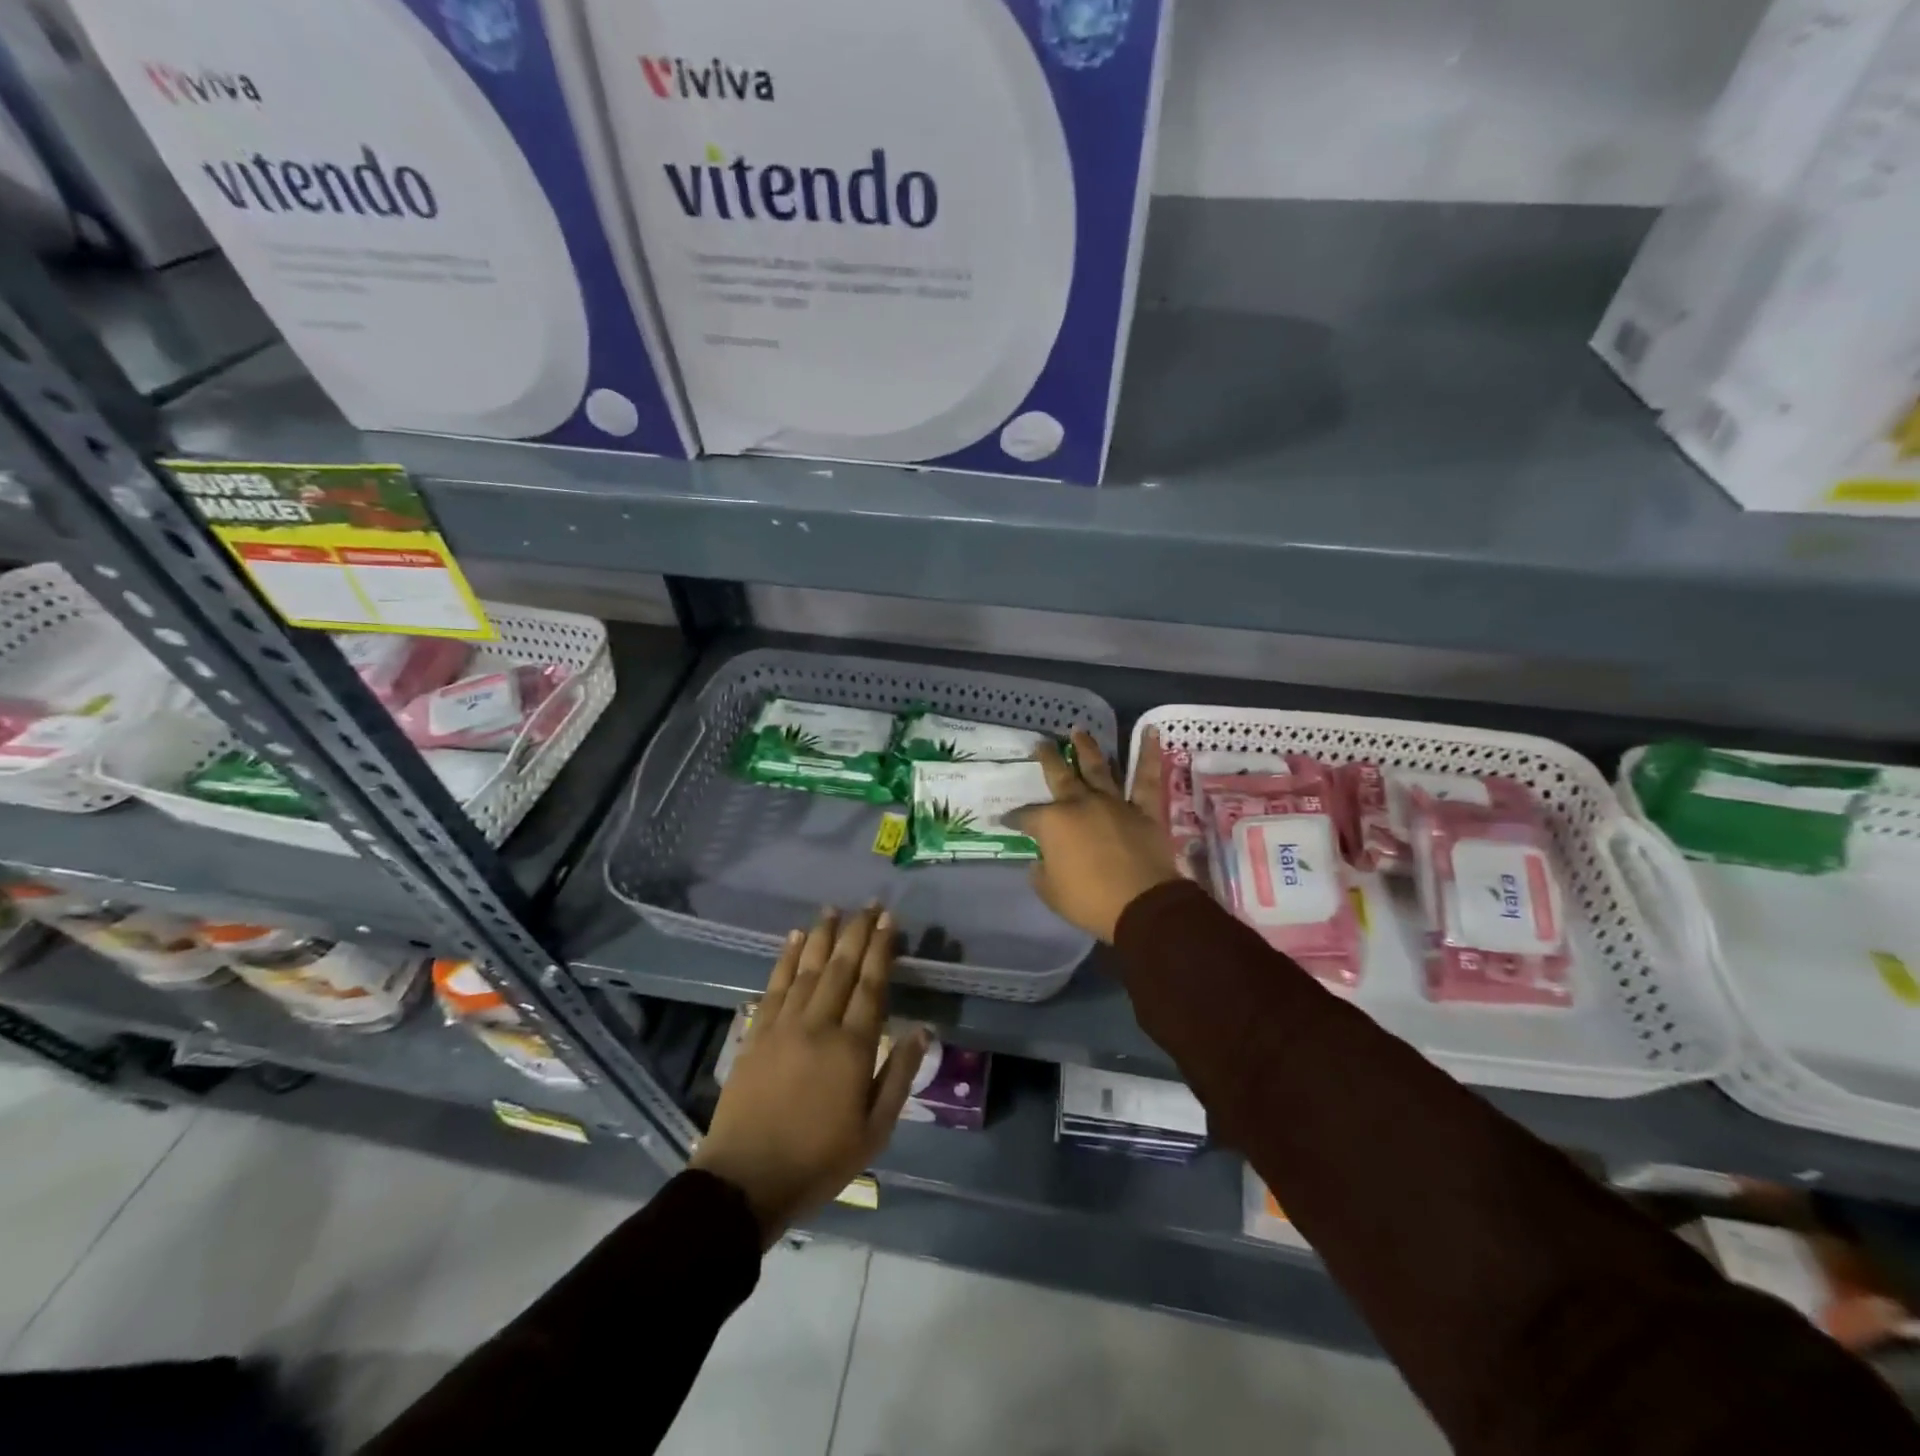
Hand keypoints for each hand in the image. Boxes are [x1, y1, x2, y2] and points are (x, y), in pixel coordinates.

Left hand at [690, 906, 926, 1246]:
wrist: (745, 1181)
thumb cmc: (818, 1161)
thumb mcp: (874, 1131)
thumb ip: (899, 1075)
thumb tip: (921, 1029)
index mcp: (852, 1048)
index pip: (871, 986)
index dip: (881, 950)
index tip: (889, 920)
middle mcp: (819, 1025)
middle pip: (841, 968)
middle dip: (857, 932)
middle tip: (869, 905)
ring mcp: (783, 1025)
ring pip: (808, 969)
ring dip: (822, 936)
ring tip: (833, 910)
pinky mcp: (756, 1033)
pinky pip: (775, 985)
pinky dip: (786, 959)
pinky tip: (795, 939)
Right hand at [1007, 729, 1180, 942]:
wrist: (1142, 904)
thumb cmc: (1090, 900)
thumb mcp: (1051, 892)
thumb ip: (1042, 873)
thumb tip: (1041, 861)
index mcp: (1053, 823)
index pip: (1026, 816)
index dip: (1014, 818)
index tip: (1005, 820)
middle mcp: (1081, 804)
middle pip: (1060, 776)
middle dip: (1048, 759)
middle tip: (1041, 743)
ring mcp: (1114, 803)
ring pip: (1098, 768)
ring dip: (1087, 748)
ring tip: (1079, 731)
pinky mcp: (1144, 809)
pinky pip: (1147, 778)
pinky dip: (1150, 754)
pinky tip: (1153, 732)